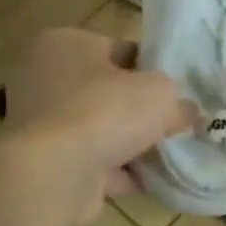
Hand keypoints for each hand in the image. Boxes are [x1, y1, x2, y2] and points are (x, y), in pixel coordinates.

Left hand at [0, 29, 196, 224]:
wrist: (55, 175)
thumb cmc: (105, 112)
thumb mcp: (161, 93)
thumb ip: (178, 100)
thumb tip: (185, 113)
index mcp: (64, 44)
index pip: (120, 49)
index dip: (153, 69)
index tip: (177, 90)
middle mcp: (43, 78)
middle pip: (108, 92)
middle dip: (140, 111)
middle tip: (174, 122)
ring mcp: (39, 124)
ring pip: (100, 129)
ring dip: (130, 144)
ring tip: (167, 155)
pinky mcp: (42, 162)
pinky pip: (90, 162)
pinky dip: (117, 172)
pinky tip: (148, 181)